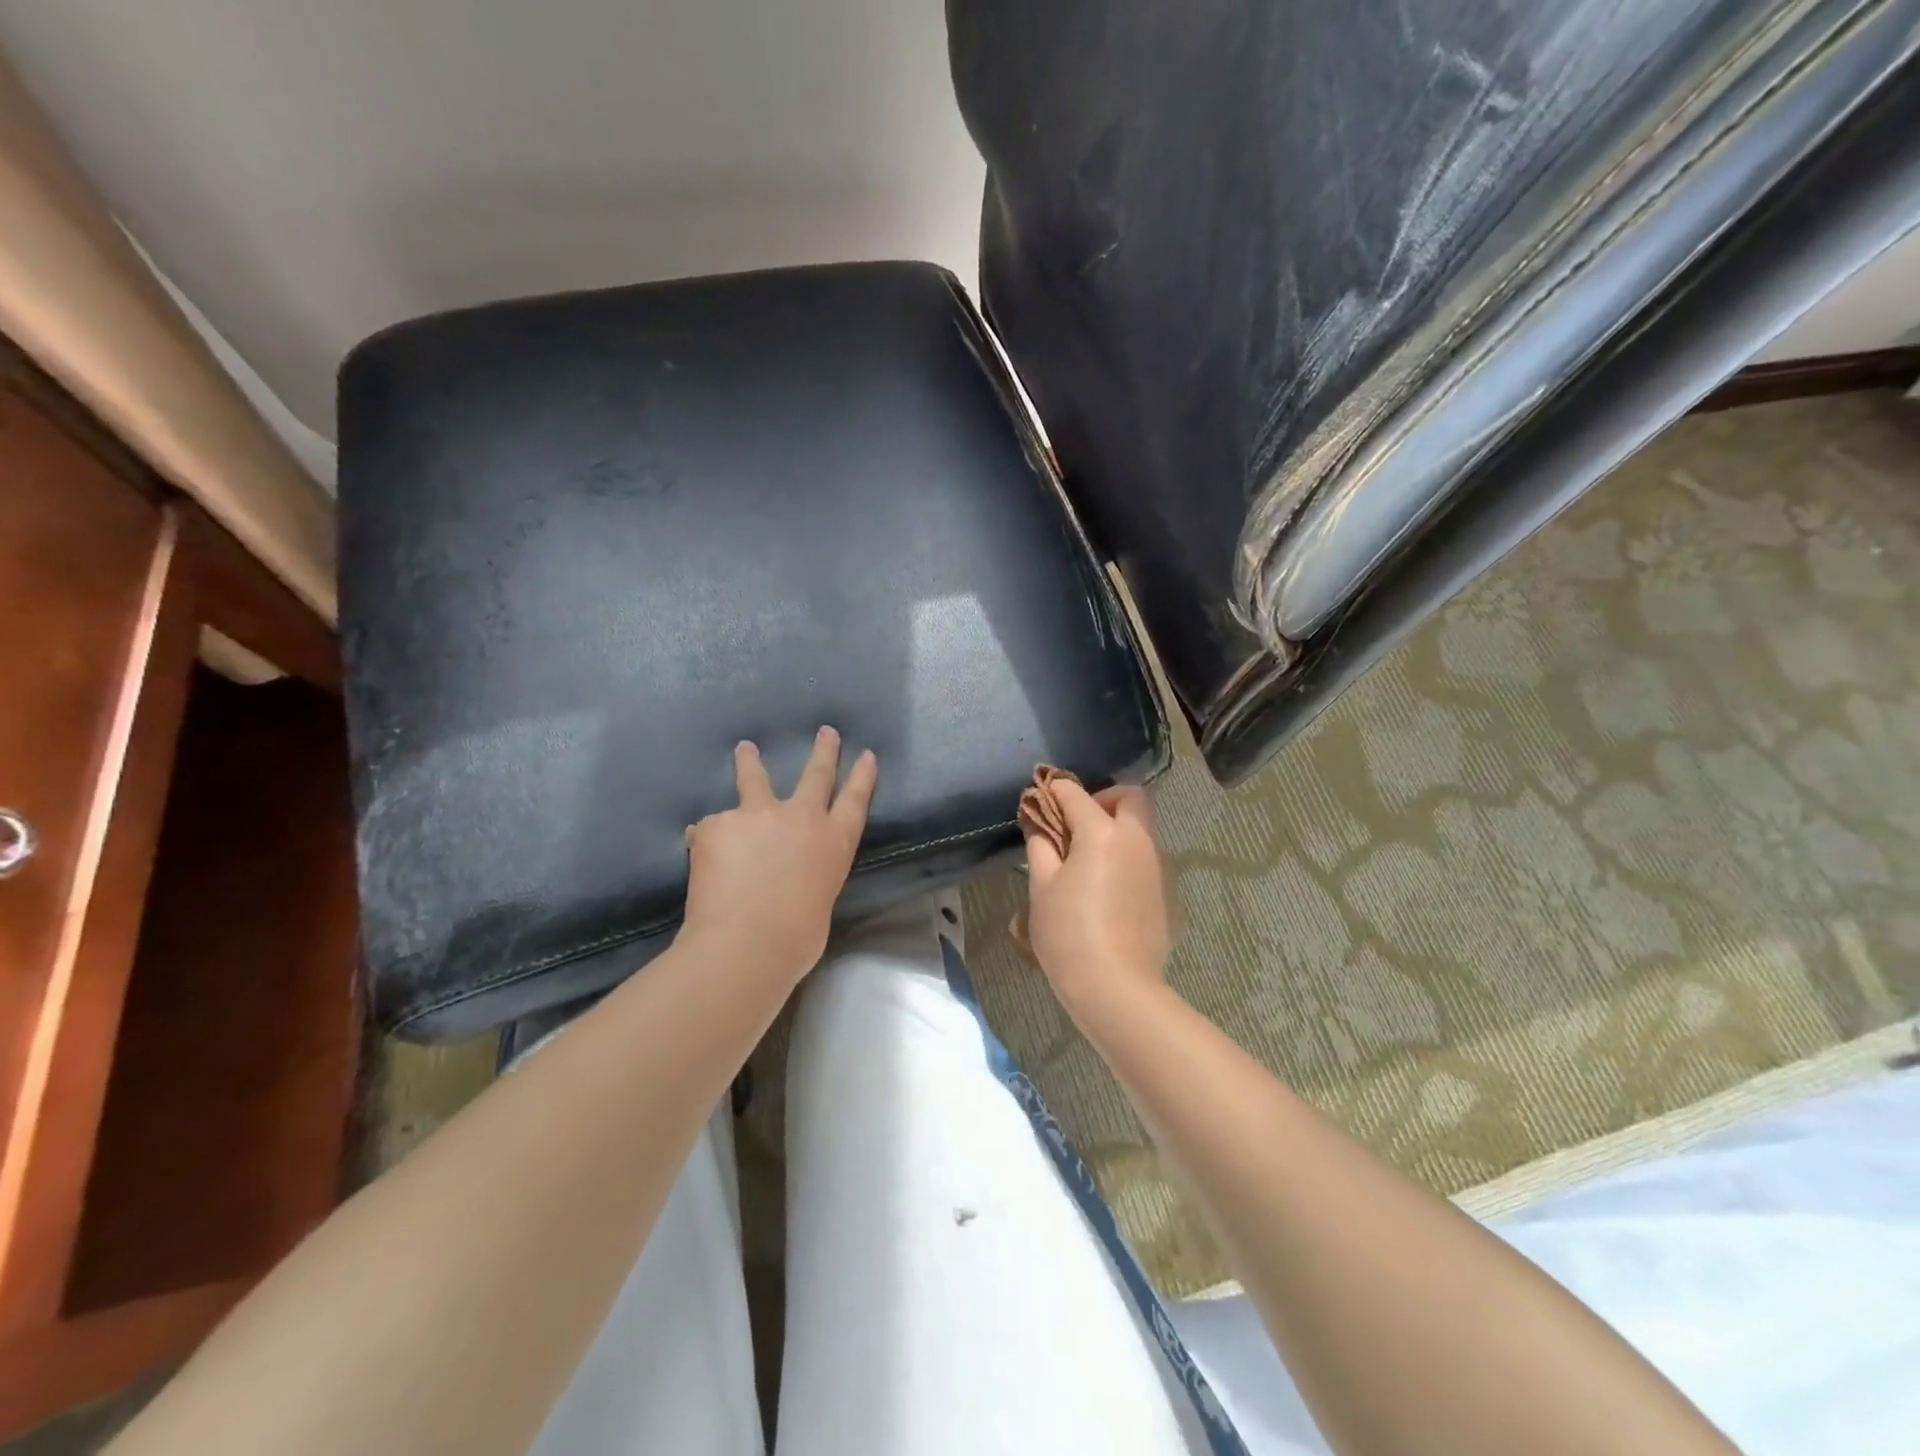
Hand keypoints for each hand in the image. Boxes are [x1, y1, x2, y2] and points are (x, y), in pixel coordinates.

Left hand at [681, 727, 877, 982]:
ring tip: (745, 749)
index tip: (867, 754)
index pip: (855, 801)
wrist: (746, 941)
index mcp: (833, 843)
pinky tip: (703, 859)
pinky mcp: (718, 824)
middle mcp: (801, 818)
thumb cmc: (795, 938)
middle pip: (815, 775)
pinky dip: (709, 841)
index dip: (862, 777)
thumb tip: (784, 879)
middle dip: (823, 752)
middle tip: (825, 731)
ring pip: (754, 780)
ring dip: (750, 762)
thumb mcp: (817, 903)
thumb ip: (806, 878)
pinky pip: (712, 829)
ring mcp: (757, 815)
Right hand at [1022, 780, 1172, 1025]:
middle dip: (1103, 800)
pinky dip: (1128, 858)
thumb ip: (1041, 845)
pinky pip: (1148, 860)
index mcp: (1103, 833)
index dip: (1055, 791)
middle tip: (1078, 825)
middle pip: (1129, 797)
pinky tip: (1108, 891)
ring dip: (1118, 829)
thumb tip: (1039, 822)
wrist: (1116, 988)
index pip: (1075, 795)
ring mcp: (1158, 866)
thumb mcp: (1042, 887)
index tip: (1041, 797)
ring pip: (1142, 828)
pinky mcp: (1168, 893)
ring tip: (1089, 860)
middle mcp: (1137, 840)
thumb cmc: (1068, 934)